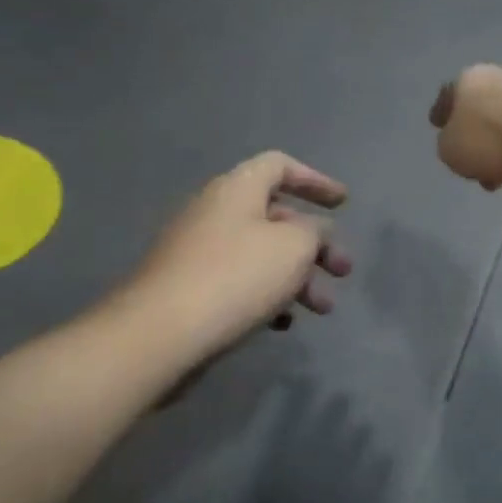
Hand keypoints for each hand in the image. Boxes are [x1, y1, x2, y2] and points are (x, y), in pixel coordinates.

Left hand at [104, 151, 351, 370]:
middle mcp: (215, 213)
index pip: (280, 166)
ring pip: (261, 255)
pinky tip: (282, 324)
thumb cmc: (235, 277)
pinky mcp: (189, 290)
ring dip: (298, 277)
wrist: (158, 336)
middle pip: (276, 217)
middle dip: (316, 244)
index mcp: (237, 190)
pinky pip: (239, 283)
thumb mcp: (294, 247)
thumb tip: (313, 232)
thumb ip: (315, 232)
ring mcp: (198, 252)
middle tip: (343, 271)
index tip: (343, 204)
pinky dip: (268, 297)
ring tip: (322, 309)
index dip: (315, 181)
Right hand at [429, 65, 501, 193]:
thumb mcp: (453, 150)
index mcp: (469, 82)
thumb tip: (460, 144)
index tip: (437, 127)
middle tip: (474, 173)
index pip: (447, 96)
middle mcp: (501, 80)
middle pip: (482, 115)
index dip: (441, 114)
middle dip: (476, 146)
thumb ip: (448, 147)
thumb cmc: (498, 138)